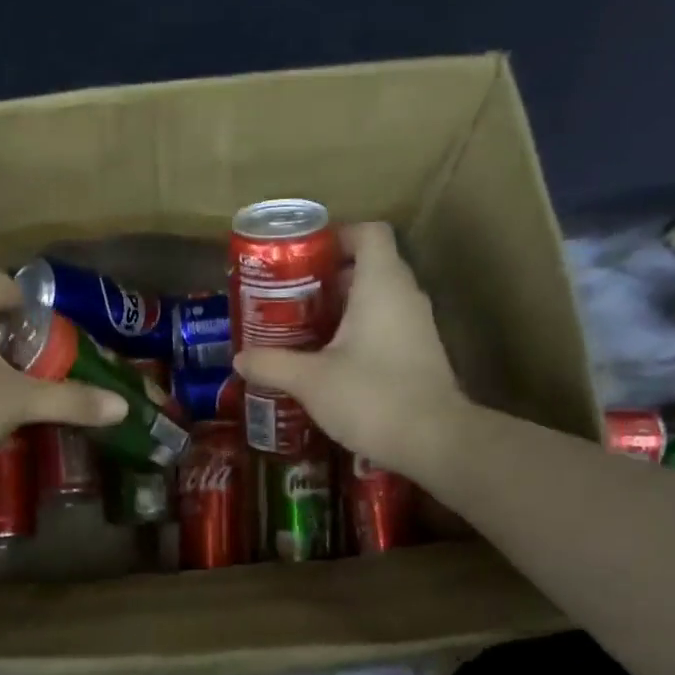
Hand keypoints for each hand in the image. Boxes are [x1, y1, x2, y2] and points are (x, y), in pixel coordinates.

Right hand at [234, 222, 466, 477]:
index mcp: (381, 284)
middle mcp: (405, 296)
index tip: (303, 257)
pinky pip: (386, 327)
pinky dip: (358, 333)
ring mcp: (417, 326)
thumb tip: (240, 359)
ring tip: (302, 329)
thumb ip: (272, 363)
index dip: (336, 236)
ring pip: (377, 299)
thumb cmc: (371, 396)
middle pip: (369, 266)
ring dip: (342, 308)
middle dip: (328, 278)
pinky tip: (329, 361)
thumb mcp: (310, 380)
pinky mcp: (420, 355)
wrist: (434, 442)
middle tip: (289, 298)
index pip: (368, 233)